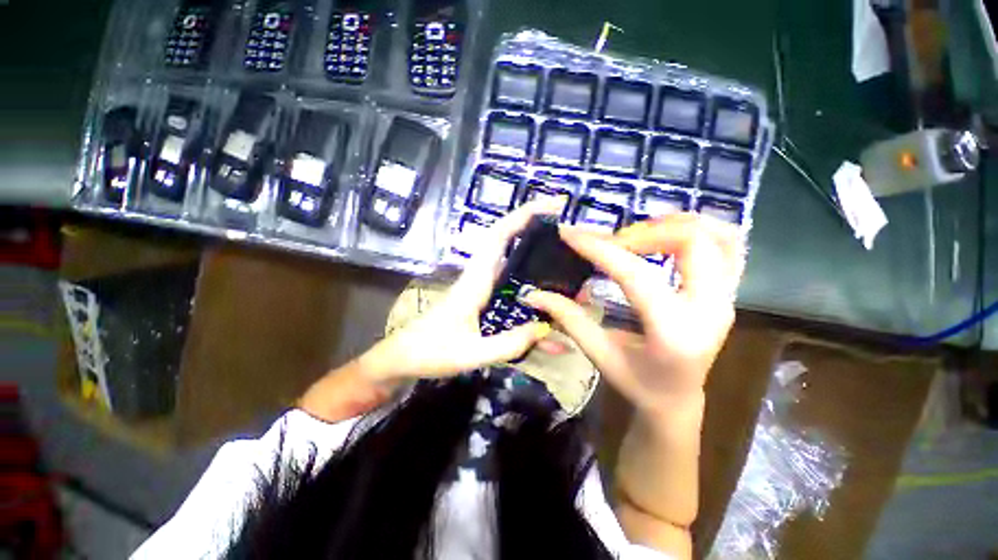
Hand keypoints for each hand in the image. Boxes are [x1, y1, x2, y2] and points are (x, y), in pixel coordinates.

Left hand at [357, 201, 560, 382]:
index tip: (553, 206)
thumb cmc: (431, 352)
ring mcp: (480, 284)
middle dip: (532, 224)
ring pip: (507, 255)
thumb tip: (545, 328)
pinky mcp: (480, 295)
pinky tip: (540, 281)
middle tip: (564, 225)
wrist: (404, 356)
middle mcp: (479, 275)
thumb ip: (508, 344)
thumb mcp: (472, 353)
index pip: (500, 236)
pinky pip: (506, 275)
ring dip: (529, 244)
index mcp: (475, 280)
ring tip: (559, 248)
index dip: (524, 216)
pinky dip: (523, 269)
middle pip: (505, 238)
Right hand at [522, 213, 744, 415]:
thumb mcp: (600, 355)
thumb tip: (534, 294)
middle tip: (612, 242)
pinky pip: (727, 246)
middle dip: (643, 232)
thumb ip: (569, 320)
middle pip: (690, 241)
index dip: (599, 248)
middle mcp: (710, 310)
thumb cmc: (636, 383)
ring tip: (639, 235)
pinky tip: (665, 239)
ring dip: (674, 225)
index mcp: (673, 332)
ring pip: (718, 236)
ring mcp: (726, 298)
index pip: (635, 274)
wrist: (677, 400)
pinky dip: (696, 231)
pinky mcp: (728, 293)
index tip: (571, 233)